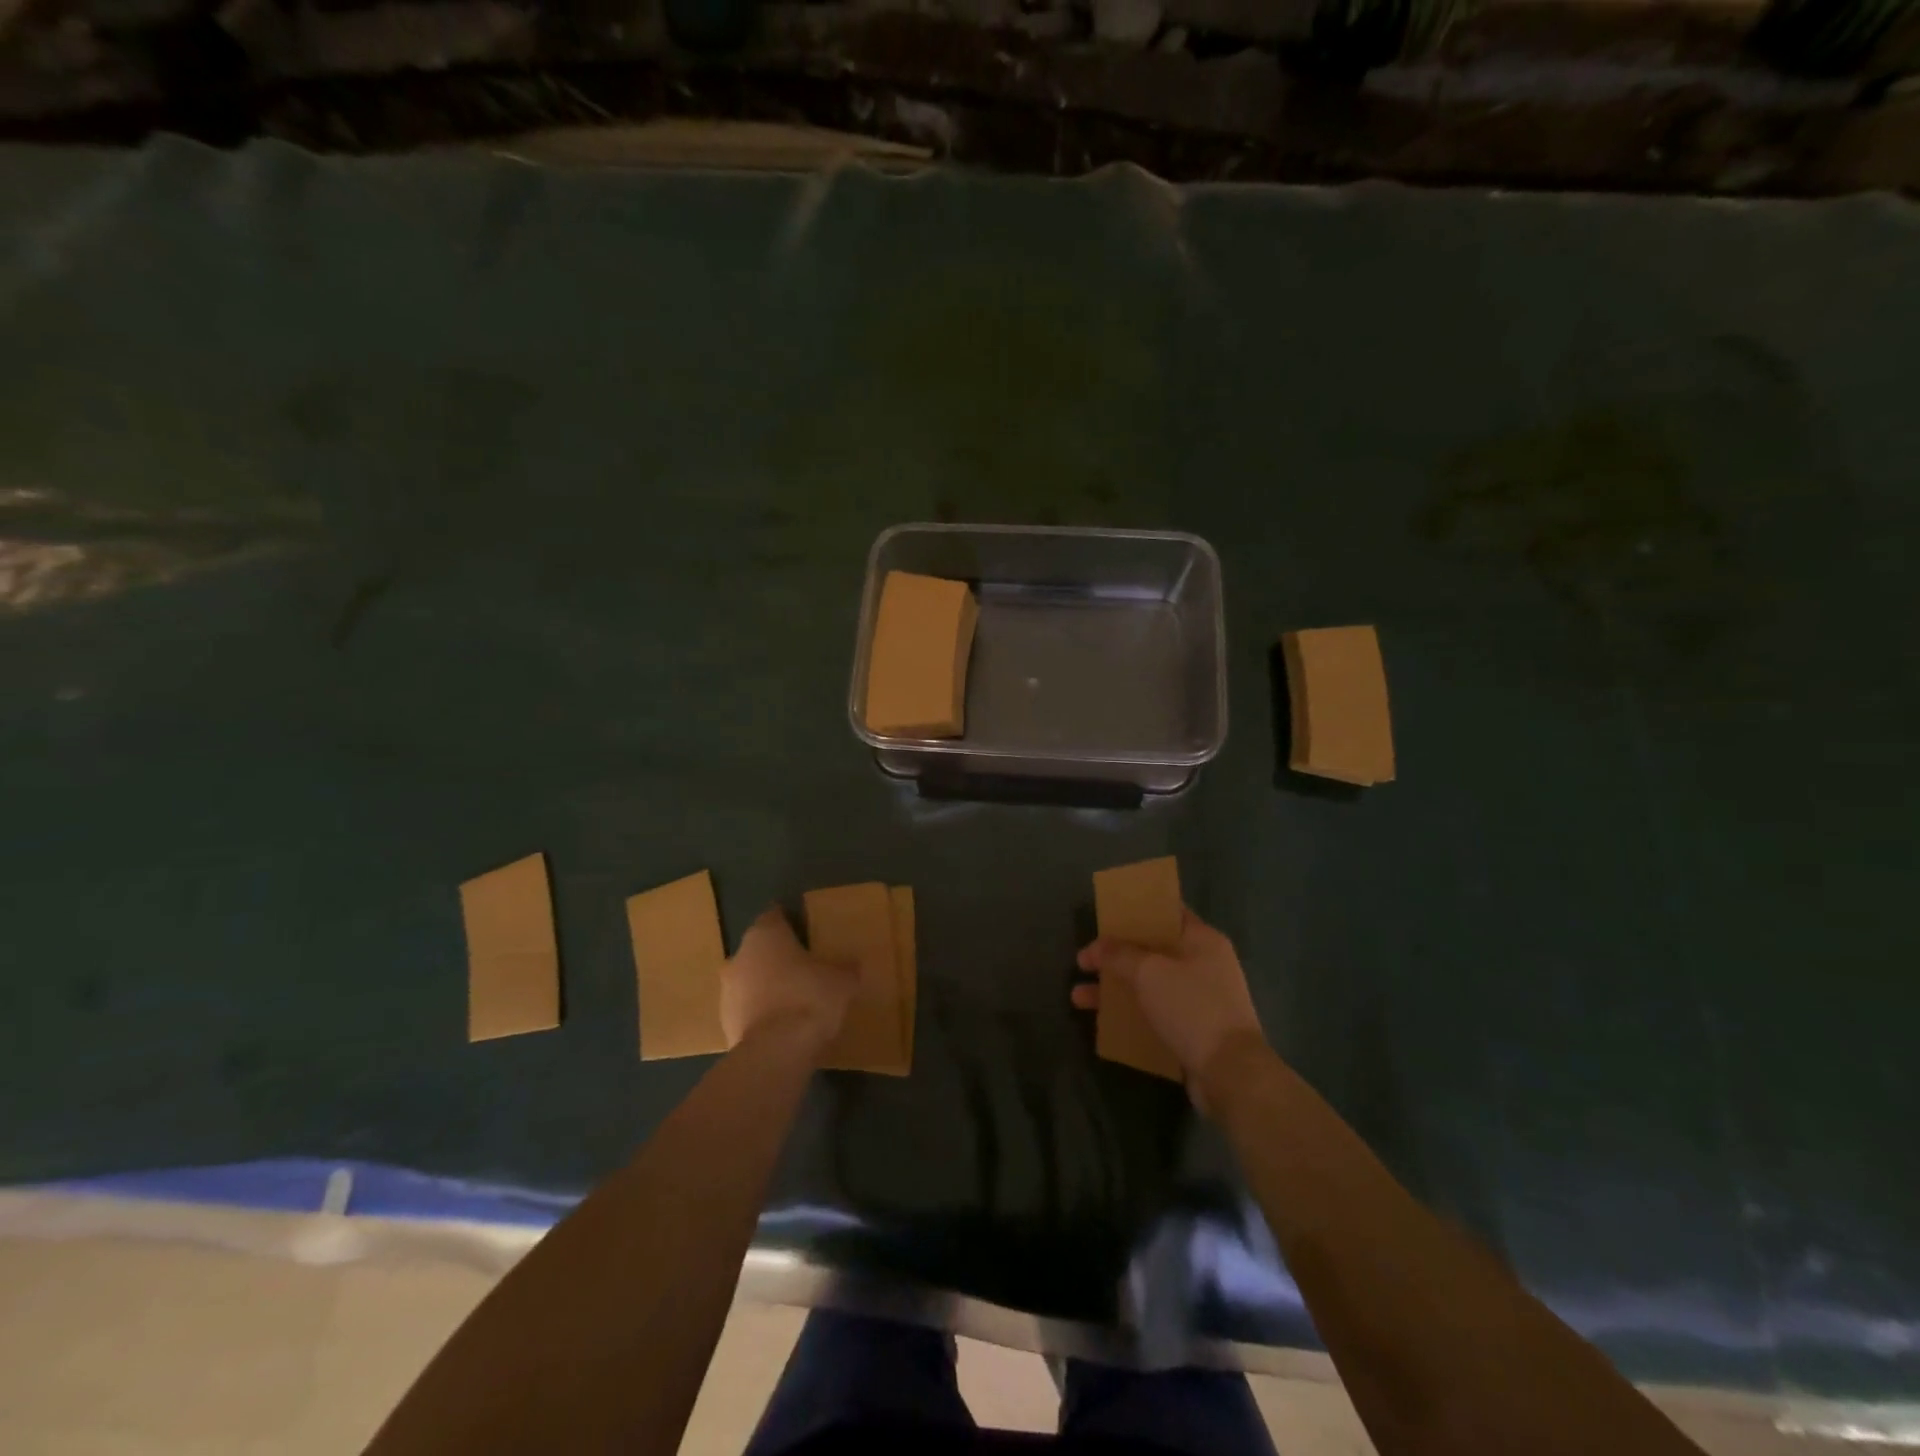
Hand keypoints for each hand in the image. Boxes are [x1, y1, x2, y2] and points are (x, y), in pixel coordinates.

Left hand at [721, 907, 857, 1057]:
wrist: (775, 1052)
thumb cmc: (809, 999)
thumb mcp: (842, 981)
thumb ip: (845, 969)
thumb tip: (851, 966)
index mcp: (765, 935)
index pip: (775, 916)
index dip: (791, 921)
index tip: (807, 931)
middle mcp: (740, 956)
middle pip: (760, 949)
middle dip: (778, 956)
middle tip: (805, 966)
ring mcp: (727, 991)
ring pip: (750, 980)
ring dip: (767, 986)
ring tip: (795, 999)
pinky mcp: (724, 1023)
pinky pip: (747, 1010)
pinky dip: (762, 1013)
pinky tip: (783, 1025)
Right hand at [1073, 908, 1265, 1110]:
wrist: (1231, 1073)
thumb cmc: (1191, 1008)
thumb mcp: (1149, 973)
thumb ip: (1119, 955)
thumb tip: (1097, 947)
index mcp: (1202, 939)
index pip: (1166, 912)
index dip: (1135, 911)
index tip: (1105, 917)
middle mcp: (1204, 964)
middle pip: (1152, 950)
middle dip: (1116, 955)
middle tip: (1084, 961)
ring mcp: (1200, 998)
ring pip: (1150, 984)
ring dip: (1116, 988)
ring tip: (1078, 998)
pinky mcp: (1194, 1029)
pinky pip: (1156, 1012)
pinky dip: (1131, 1014)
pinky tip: (1104, 1023)